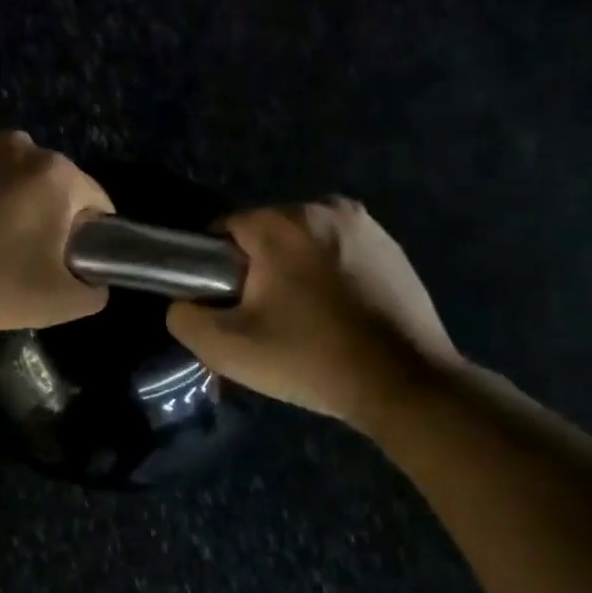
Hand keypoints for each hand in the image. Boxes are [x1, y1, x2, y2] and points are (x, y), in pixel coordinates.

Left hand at [0, 132, 113, 330]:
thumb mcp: (57, 301)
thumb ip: (94, 291)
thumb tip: (92, 280)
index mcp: (57, 170)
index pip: (99, 207)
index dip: (91, 245)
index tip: (63, 274)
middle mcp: (21, 146)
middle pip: (55, 195)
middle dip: (49, 229)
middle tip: (23, 271)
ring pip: (15, 190)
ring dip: (12, 218)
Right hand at [167, 199, 462, 433]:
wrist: (407, 385)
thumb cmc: (311, 359)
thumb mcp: (227, 348)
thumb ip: (184, 317)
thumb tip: (185, 302)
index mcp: (282, 222)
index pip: (224, 231)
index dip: (215, 269)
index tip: (227, 306)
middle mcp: (324, 207)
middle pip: (265, 234)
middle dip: (257, 269)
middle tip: (265, 320)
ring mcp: (366, 225)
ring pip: (303, 243)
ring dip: (294, 271)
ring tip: (304, 320)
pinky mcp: (393, 247)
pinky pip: (339, 253)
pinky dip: (329, 275)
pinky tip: (337, 315)